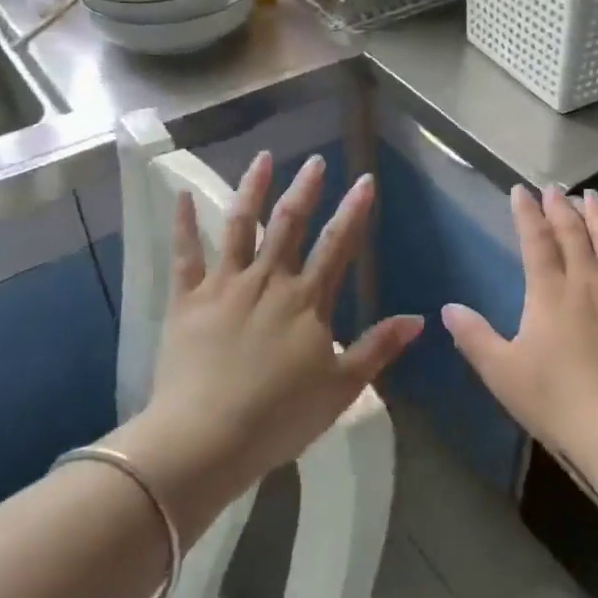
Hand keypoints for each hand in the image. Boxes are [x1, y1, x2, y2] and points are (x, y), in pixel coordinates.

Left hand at [111, 151, 422, 533]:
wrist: (205, 440)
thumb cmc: (279, 417)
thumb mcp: (342, 388)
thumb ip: (378, 347)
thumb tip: (418, 318)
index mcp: (307, 301)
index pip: (337, 244)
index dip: (353, 211)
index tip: (364, 179)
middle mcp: (268, 281)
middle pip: (289, 224)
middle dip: (306, 189)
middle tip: (315, 160)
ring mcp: (225, 286)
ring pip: (240, 226)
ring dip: (252, 190)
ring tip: (263, 158)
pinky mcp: (188, 301)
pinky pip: (186, 255)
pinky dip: (183, 224)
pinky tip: (179, 194)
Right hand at [442, 185, 597, 477]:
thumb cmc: (555, 398)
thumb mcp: (502, 372)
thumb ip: (475, 337)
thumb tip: (449, 308)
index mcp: (549, 293)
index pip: (536, 241)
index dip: (527, 213)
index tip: (521, 190)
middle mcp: (585, 282)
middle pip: (574, 234)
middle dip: (561, 207)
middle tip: (555, 187)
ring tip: (591, 197)